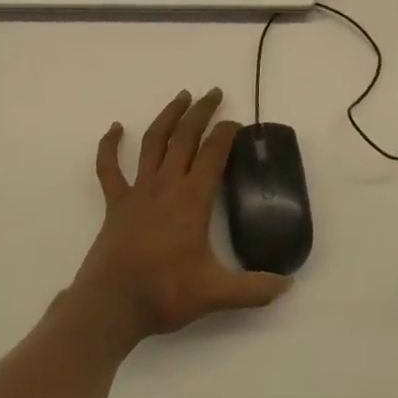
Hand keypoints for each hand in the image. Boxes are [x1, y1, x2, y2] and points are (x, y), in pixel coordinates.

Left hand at [72, 89, 292, 346]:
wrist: (111, 305)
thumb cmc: (165, 292)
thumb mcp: (216, 294)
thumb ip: (254, 288)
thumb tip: (288, 284)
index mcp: (192, 199)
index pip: (213, 154)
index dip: (226, 134)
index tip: (236, 122)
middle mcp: (166, 185)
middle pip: (185, 137)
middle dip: (201, 112)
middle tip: (214, 92)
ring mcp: (138, 190)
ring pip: (153, 142)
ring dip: (168, 116)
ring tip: (181, 96)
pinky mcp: (116, 202)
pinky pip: (109, 167)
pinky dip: (109, 145)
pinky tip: (115, 127)